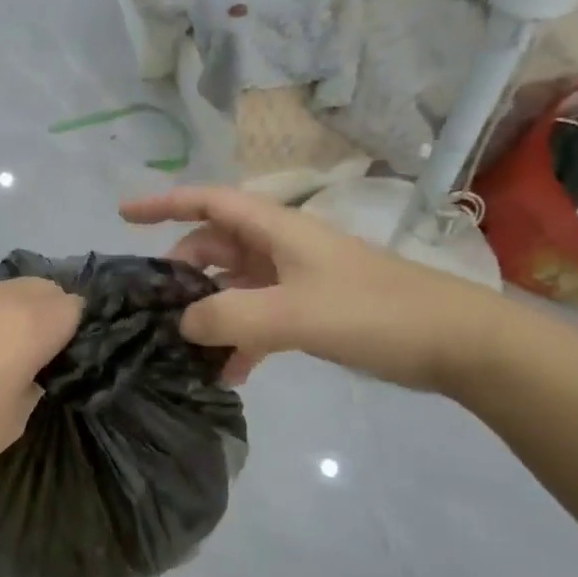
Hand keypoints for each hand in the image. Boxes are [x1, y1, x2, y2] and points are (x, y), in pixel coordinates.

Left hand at [0, 278, 82, 512]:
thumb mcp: (13, 422)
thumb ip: (35, 379)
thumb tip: (37, 363)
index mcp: (24, 322)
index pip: (74, 306)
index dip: (77, 333)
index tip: (66, 363)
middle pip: (43, 288)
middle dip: (50, 316)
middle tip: (38, 360)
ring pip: (6, 290)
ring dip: (15, 314)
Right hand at [120, 185, 514, 391]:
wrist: (454, 342)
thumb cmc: (374, 312)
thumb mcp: (295, 313)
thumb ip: (230, 317)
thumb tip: (182, 325)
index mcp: (277, 229)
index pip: (209, 201)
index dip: (164, 202)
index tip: (123, 215)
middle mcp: (282, 247)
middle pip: (216, 246)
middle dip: (183, 272)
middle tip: (154, 308)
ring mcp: (298, 279)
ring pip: (236, 286)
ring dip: (211, 313)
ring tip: (186, 351)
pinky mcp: (313, 310)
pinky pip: (261, 317)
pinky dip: (242, 339)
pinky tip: (232, 375)